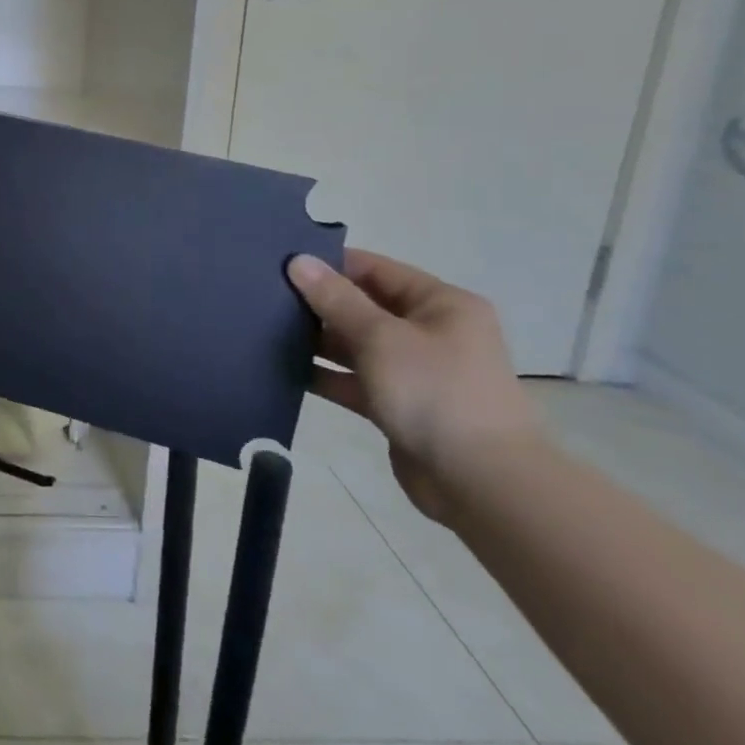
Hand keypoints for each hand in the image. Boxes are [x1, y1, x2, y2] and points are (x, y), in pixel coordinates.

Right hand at [287, 249, 543, 524]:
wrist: (480, 483)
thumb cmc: (435, 392)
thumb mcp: (380, 337)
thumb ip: (336, 299)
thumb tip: (298, 261)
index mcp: (440, 304)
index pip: (375, 269)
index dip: (329, 264)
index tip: (280, 264)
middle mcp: (430, 331)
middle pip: (363, 306)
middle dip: (317, 303)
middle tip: (264, 296)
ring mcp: (414, 370)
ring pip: (355, 344)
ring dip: (317, 340)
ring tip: (264, 329)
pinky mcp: (398, 404)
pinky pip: (354, 380)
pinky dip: (325, 375)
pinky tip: (284, 369)